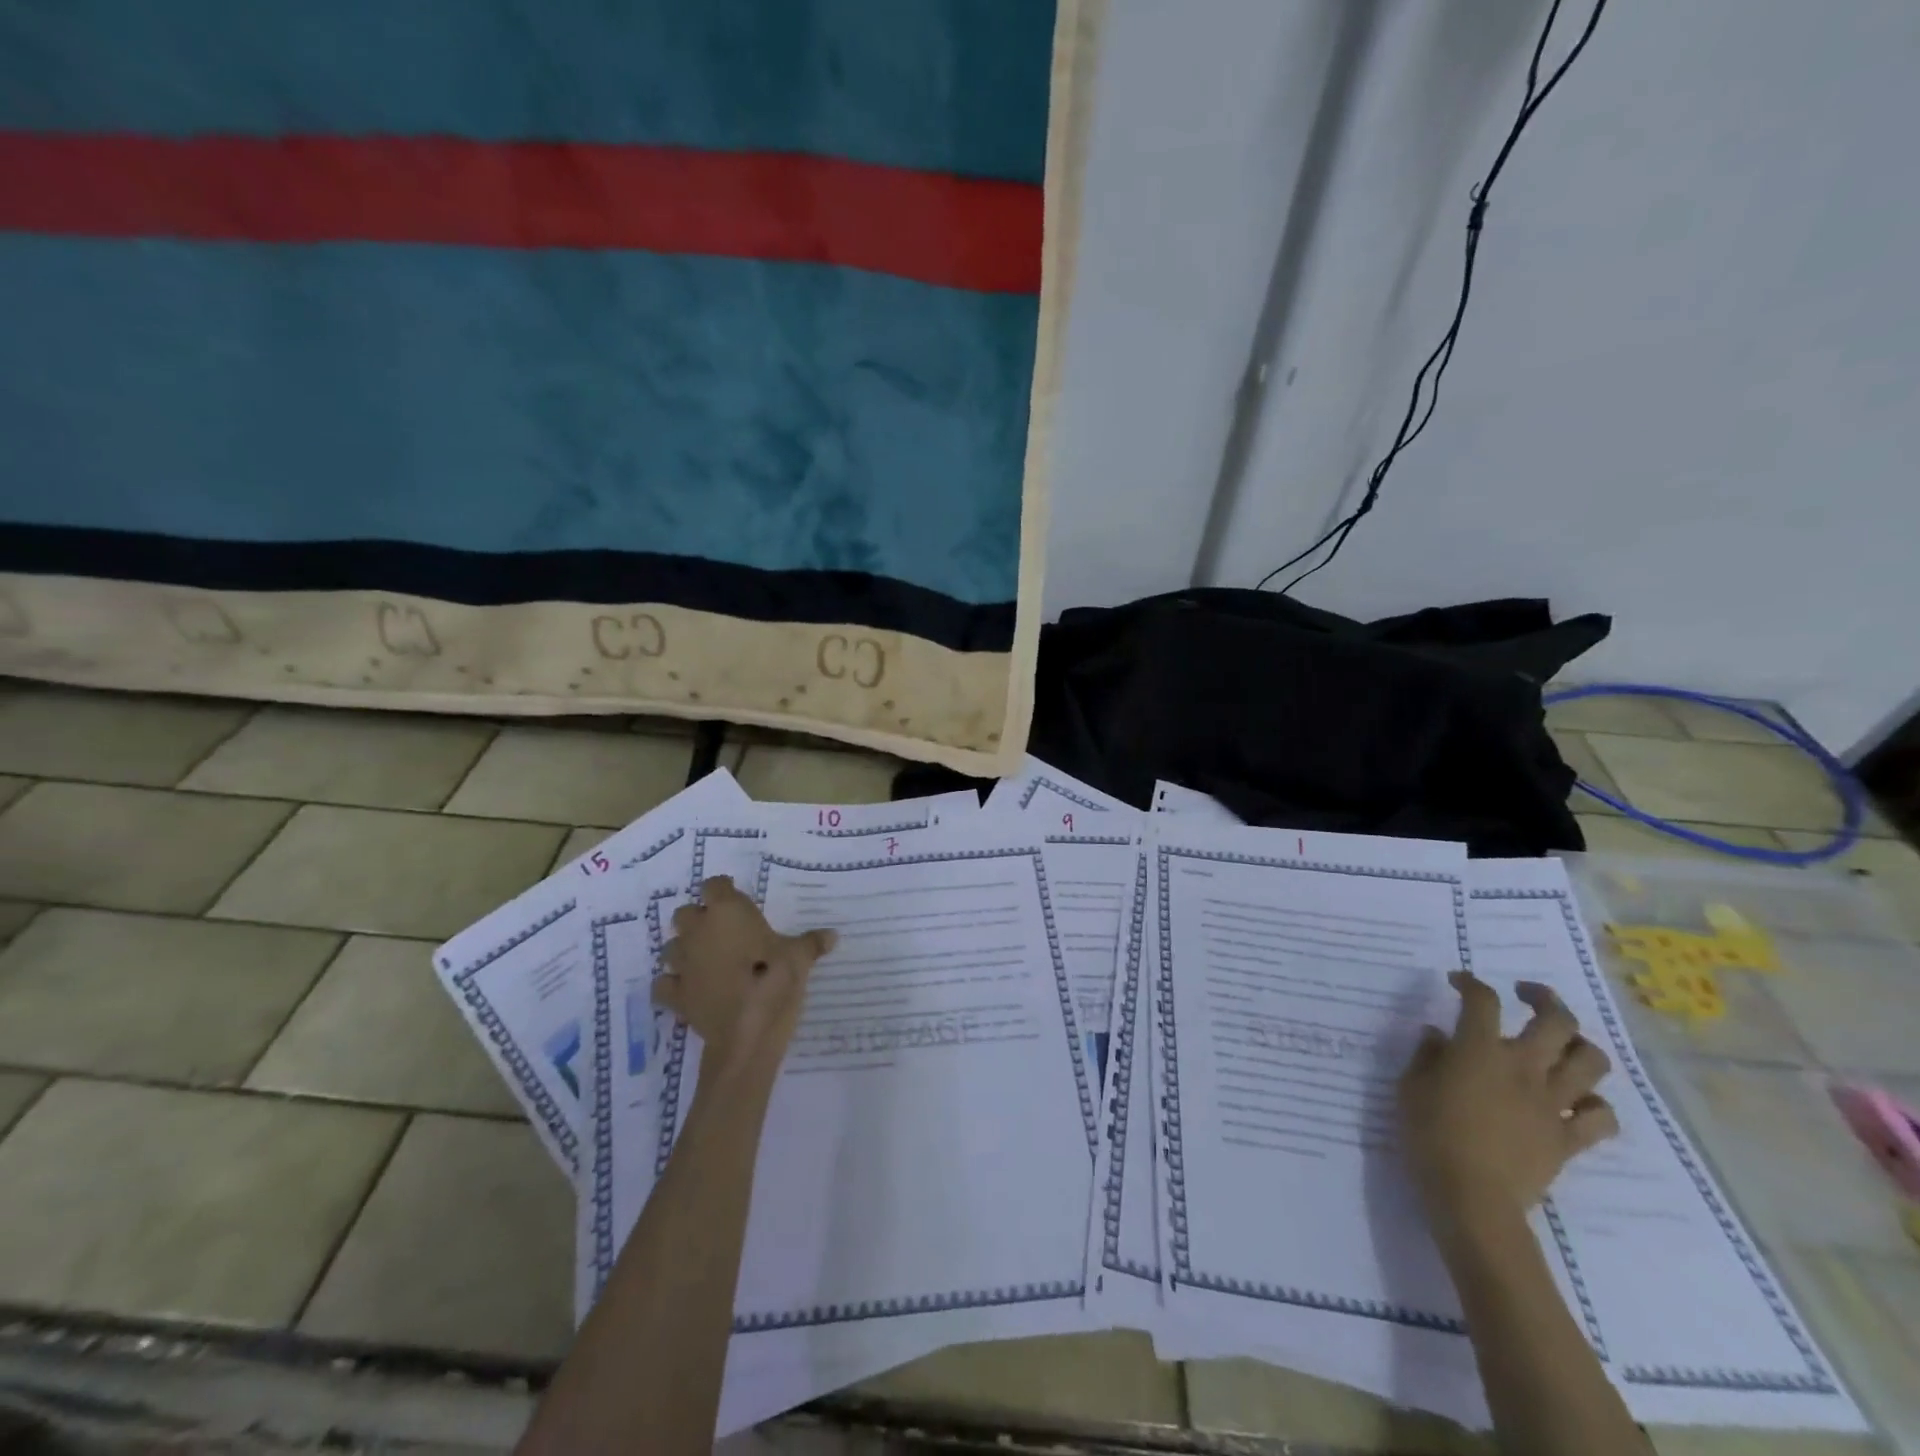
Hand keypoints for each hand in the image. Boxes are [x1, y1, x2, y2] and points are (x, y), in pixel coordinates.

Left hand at [654, 877, 836, 1085]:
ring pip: (671, 947)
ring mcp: (682, 964)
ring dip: (684, 950)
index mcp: (727, 912)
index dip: (723, 890)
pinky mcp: (675, 995)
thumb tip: (833, 935)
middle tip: (721, 931)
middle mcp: (698, 931)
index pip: (714, 885)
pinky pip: (664, 984)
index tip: (736, 899)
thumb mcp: (800, 958)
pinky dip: (672, 984)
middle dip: (698, 919)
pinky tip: (688, 989)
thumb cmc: (774, 980)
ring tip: (704, 960)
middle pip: (685, 913)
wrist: (748, 1032)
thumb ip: (812, 943)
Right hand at [1398, 972, 1618, 1240]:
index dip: (1471, 983)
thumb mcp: (1410, 1087)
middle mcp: (1524, 1067)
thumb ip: (1427, 1056)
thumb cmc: (1430, 1134)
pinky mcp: (1570, 1140)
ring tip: (1560, 1043)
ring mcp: (1553, 1104)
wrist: (1472, 1198)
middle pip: (1556, 1020)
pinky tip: (1576, 1102)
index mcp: (1480, 1050)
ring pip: (1591, 1062)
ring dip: (1579, 1045)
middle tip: (1526, 994)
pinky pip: (1601, 1117)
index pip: (1482, 1000)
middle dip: (1544, 998)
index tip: (1458, 982)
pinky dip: (1594, 1104)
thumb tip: (1439, 1036)